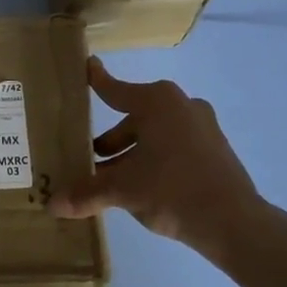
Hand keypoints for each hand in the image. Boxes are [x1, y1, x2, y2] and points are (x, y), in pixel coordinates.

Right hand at [50, 58, 265, 256]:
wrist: (234, 221)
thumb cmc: (172, 189)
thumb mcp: (122, 190)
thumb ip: (86, 193)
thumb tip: (52, 204)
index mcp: (157, 103)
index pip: (115, 89)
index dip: (97, 80)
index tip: (87, 65)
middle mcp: (180, 106)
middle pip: (134, 118)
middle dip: (111, 140)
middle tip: (89, 158)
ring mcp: (202, 127)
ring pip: (154, 135)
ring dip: (131, 154)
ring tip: (111, 180)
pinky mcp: (214, 150)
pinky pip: (174, 147)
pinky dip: (154, 160)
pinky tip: (142, 188)